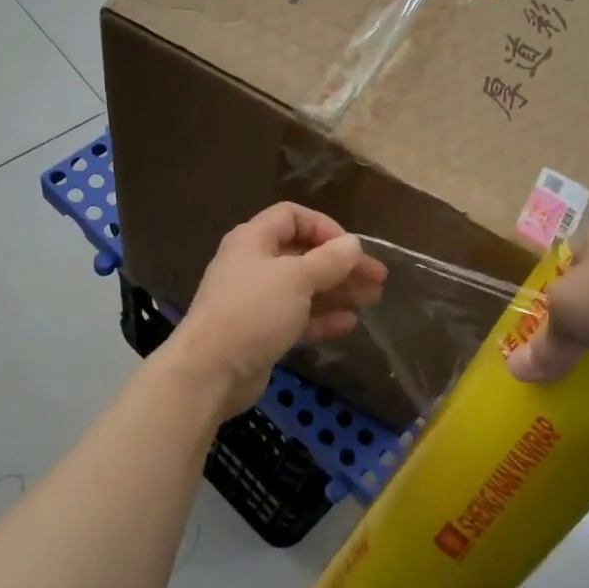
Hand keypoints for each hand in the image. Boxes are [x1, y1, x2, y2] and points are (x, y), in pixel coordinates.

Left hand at [172, 204, 387, 417]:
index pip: (292, 217)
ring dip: (337, 291)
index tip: (353, 248)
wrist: (211, 370)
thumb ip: (329, 260)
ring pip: (303, 289)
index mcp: (253, 240)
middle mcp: (253, 265)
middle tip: (378, 278)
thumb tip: (354, 244)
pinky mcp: (261, 333)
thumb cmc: (252, 312)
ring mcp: (256, 301)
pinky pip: (297, 318)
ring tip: (373, 299)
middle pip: (303, 255)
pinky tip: (349, 323)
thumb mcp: (296, 279)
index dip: (325, 227)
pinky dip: (322, 318)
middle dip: (341, 265)